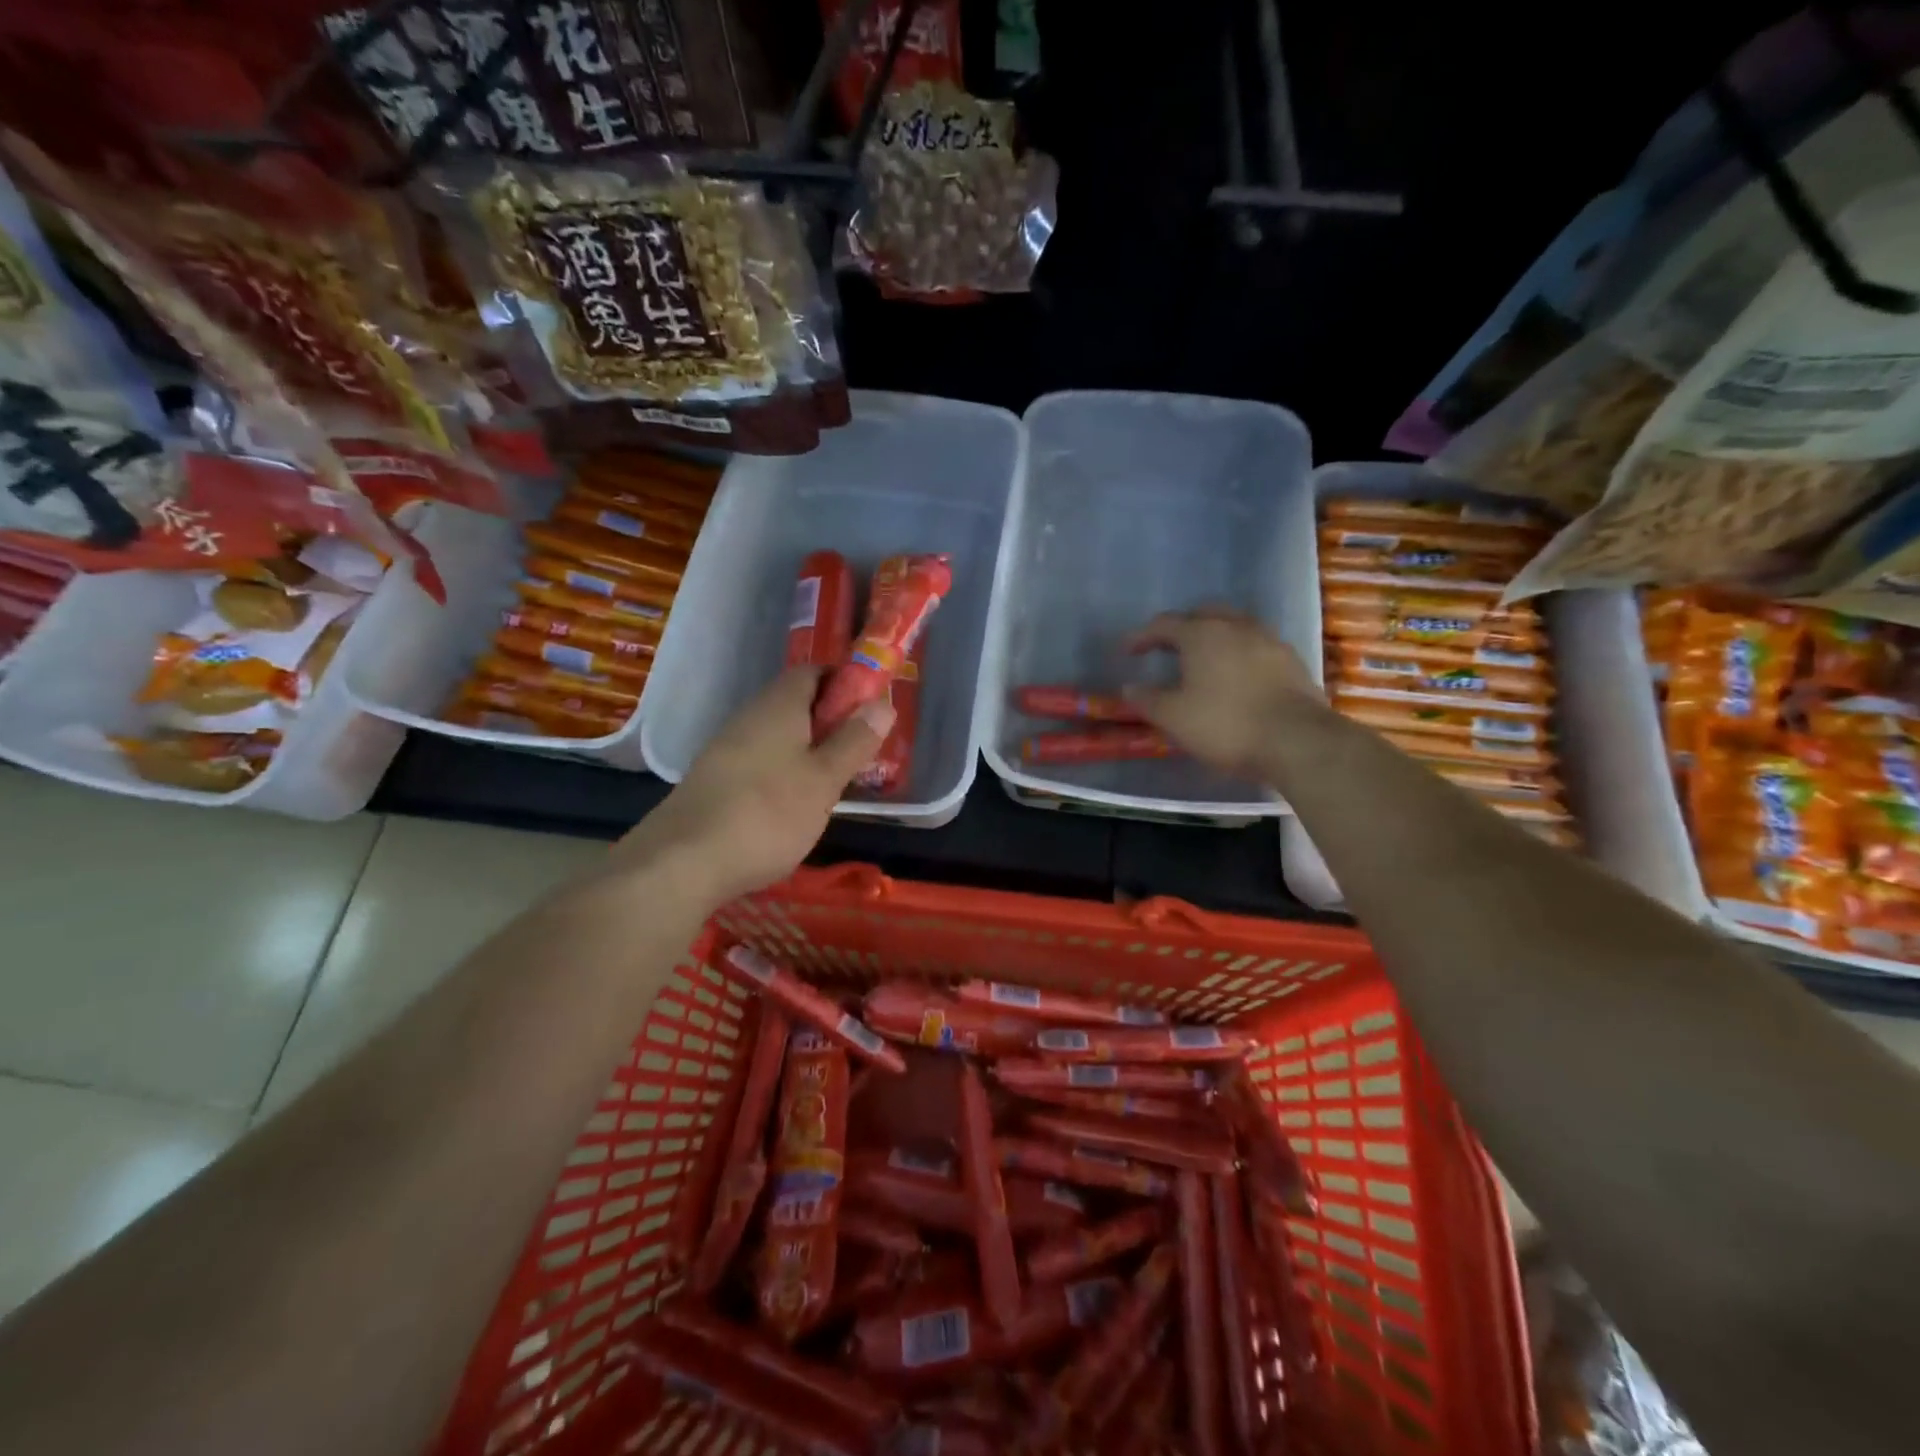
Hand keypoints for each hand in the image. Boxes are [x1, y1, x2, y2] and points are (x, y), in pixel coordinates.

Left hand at [613, 668, 894, 903]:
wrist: (682, 862)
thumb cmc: (767, 813)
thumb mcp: (824, 779)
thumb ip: (854, 741)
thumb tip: (882, 703)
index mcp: (779, 706)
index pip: (814, 671)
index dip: (845, 683)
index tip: (870, 711)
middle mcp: (750, 717)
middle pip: (796, 703)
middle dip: (831, 722)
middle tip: (860, 754)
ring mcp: (726, 748)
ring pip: (778, 735)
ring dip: (808, 751)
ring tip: (832, 785)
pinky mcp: (715, 779)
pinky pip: (760, 761)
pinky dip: (783, 772)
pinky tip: (792, 806)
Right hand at [1124, 609, 1320, 779]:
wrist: (1297, 741)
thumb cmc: (1225, 725)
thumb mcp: (1174, 717)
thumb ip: (1147, 700)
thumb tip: (1129, 688)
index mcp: (1202, 634)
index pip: (1164, 624)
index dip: (1142, 636)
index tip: (1128, 652)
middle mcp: (1236, 627)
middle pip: (1204, 614)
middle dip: (1182, 627)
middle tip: (1168, 648)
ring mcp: (1269, 641)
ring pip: (1235, 627)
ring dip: (1215, 638)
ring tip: (1204, 661)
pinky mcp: (1292, 662)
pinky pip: (1257, 647)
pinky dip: (1239, 655)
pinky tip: (1237, 677)